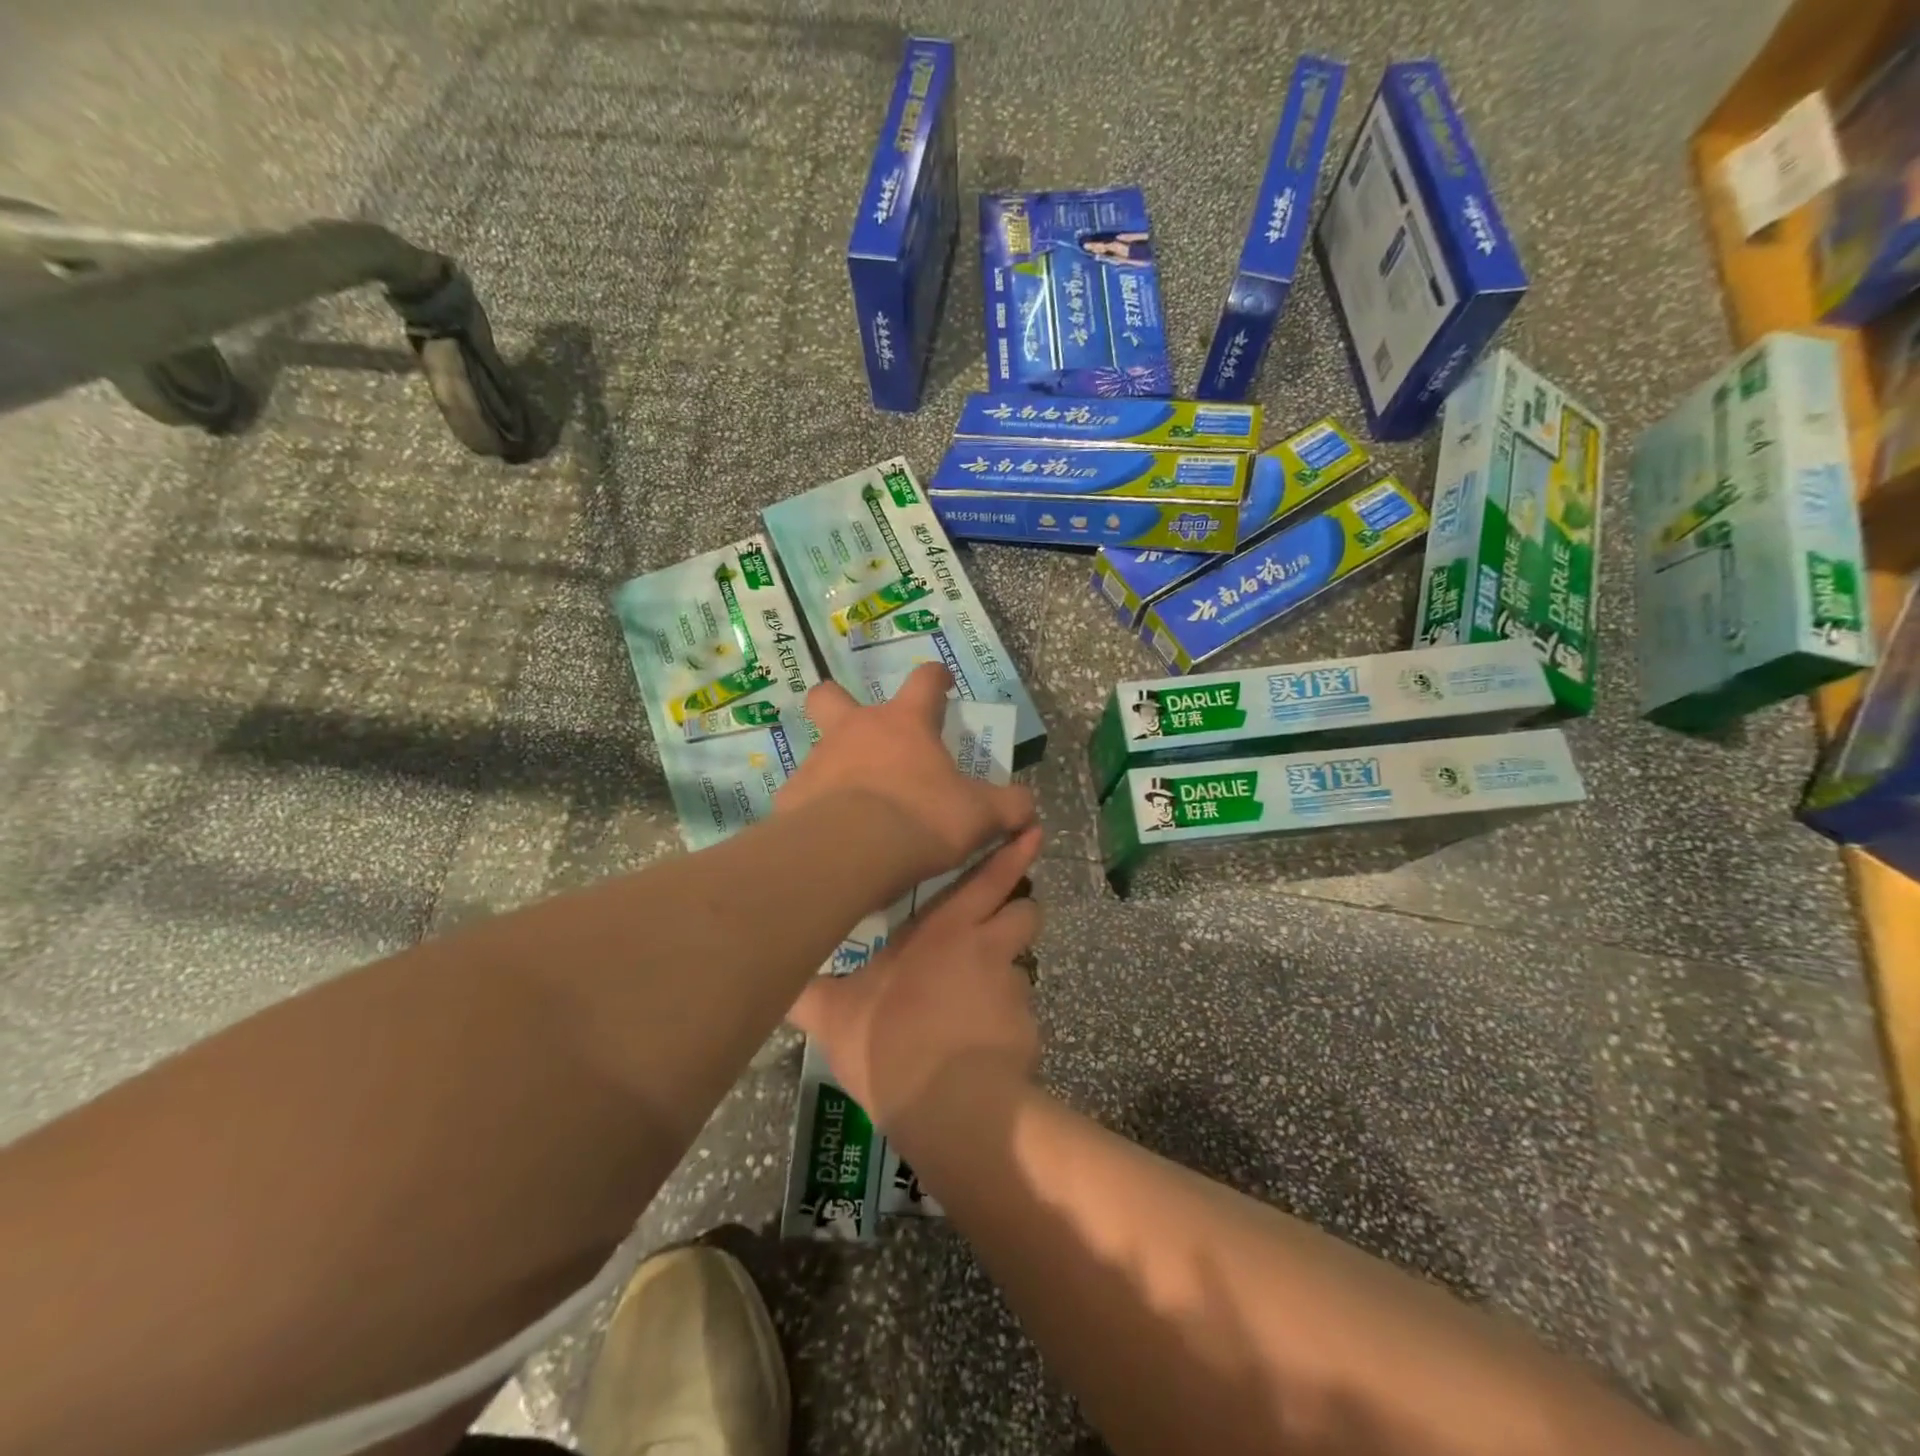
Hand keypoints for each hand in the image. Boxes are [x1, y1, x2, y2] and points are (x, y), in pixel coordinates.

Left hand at [780, 663, 1035, 885]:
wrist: (849, 851)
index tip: (943, 683)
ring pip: (819, 748)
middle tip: (863, 733)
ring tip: (854, 802)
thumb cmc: (921, 818)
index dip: (936, 677)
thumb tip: (1028, 806)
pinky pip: (805, 794)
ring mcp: (818, 760)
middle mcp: (855, 730)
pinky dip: (818, 807)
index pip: (924, 680)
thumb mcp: (980, 815)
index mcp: (904, 723)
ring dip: (835, 765)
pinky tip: (831, 832)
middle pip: (832, 696)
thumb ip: (1009, 806)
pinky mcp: (793, 796)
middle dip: (841, 703)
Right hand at [788, 825, 1042, 1129]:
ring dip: (1006, 975)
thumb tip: (777, 978)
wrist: (948, 1107)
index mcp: (945, 929)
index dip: (1013, 853)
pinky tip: (979, 1055)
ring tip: (976, 1008)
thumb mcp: (833, 1015)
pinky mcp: (1030, 1030)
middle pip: (1026, 911)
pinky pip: (1021, 1018)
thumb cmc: (887, 1042)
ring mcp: (1014, 989)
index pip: (989, 877)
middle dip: (1019, 911)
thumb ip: (808, 991)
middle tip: (999, 926)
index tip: (1033, 831)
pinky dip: (1006, 1027)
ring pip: (1023, 966)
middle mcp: (987, 947)